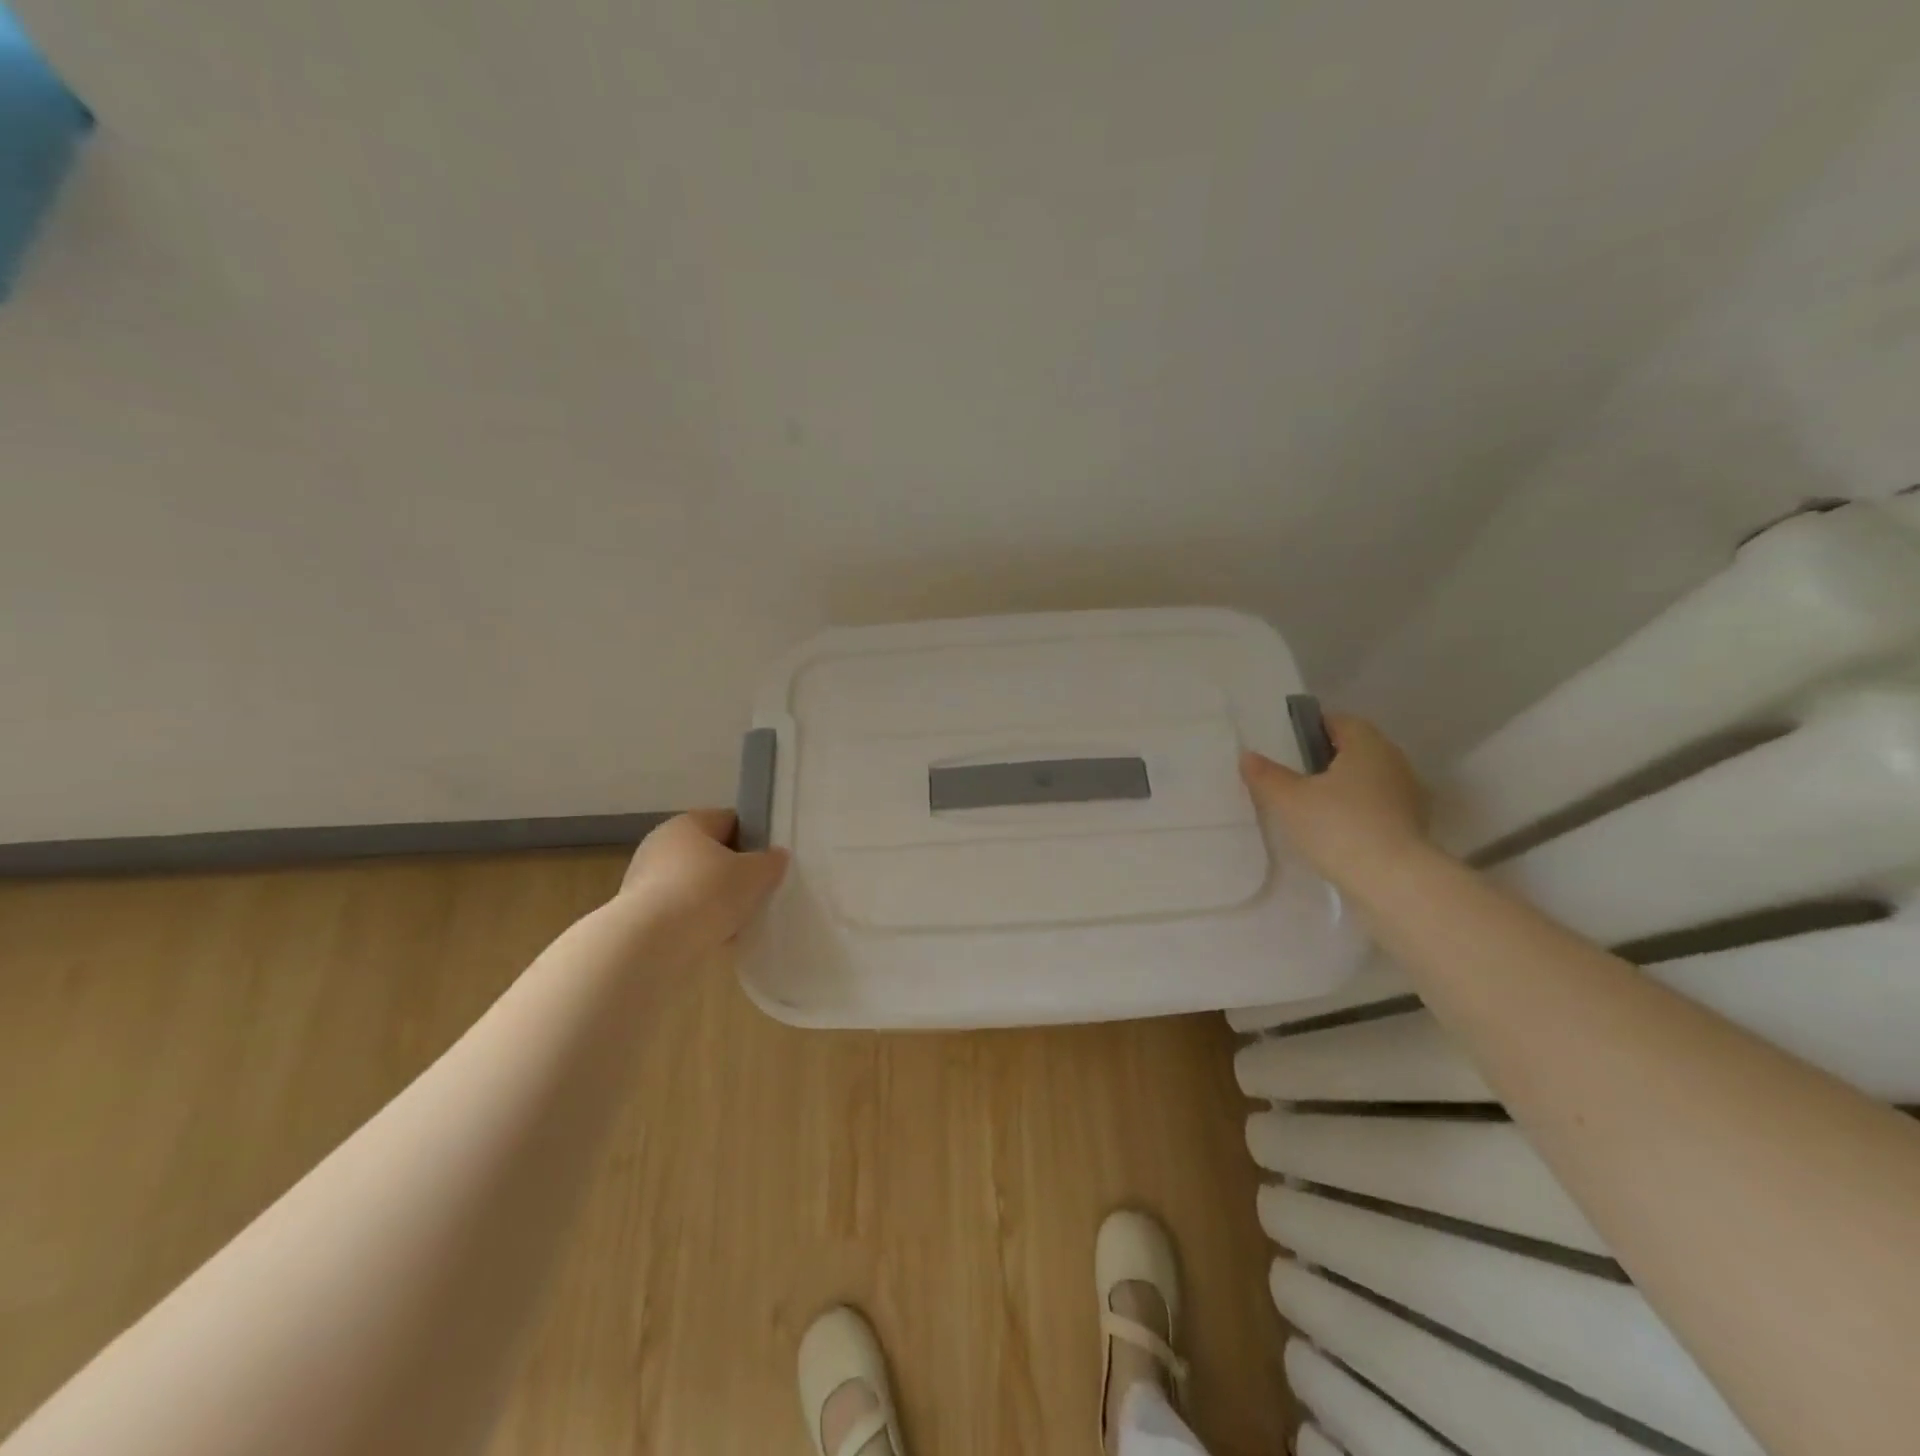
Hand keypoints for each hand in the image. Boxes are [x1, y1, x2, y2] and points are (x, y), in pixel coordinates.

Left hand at [616, 810, 789, 950]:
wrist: (651, 946)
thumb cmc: (707, 893)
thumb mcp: (755, 875)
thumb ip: (771, 862)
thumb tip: (776, 856)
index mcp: (687, 824)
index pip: (729, 820)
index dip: (754, 838)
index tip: (770, 861)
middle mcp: (661, 846)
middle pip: (711, 856)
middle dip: (735, 875)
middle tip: (759, 893)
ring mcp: (646, 882)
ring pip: (697, 888)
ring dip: (717, 903)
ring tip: (741, 923)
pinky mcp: (640, 916)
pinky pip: (681, 914)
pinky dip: (699, 924)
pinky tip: (717, 940)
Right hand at [1241, 714, 1430, 887]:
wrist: (1394, 881)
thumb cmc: (1338, 826)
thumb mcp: (1289, 800)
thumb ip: (1267, 775)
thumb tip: (1248, 756)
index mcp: (1367, 745)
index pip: (1340, 721)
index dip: (1312, 727)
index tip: (1288, 744)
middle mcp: (1394, 762)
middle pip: (1356, 749)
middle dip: (1327, 757)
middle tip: (1293, 774)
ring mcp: (1408, 794)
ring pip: (1368, 778)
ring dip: (1343, 786)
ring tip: (1310, 804)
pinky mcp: (1412, 825)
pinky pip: (1377, 805)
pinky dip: (1356, 810)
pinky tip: (1334, 829)